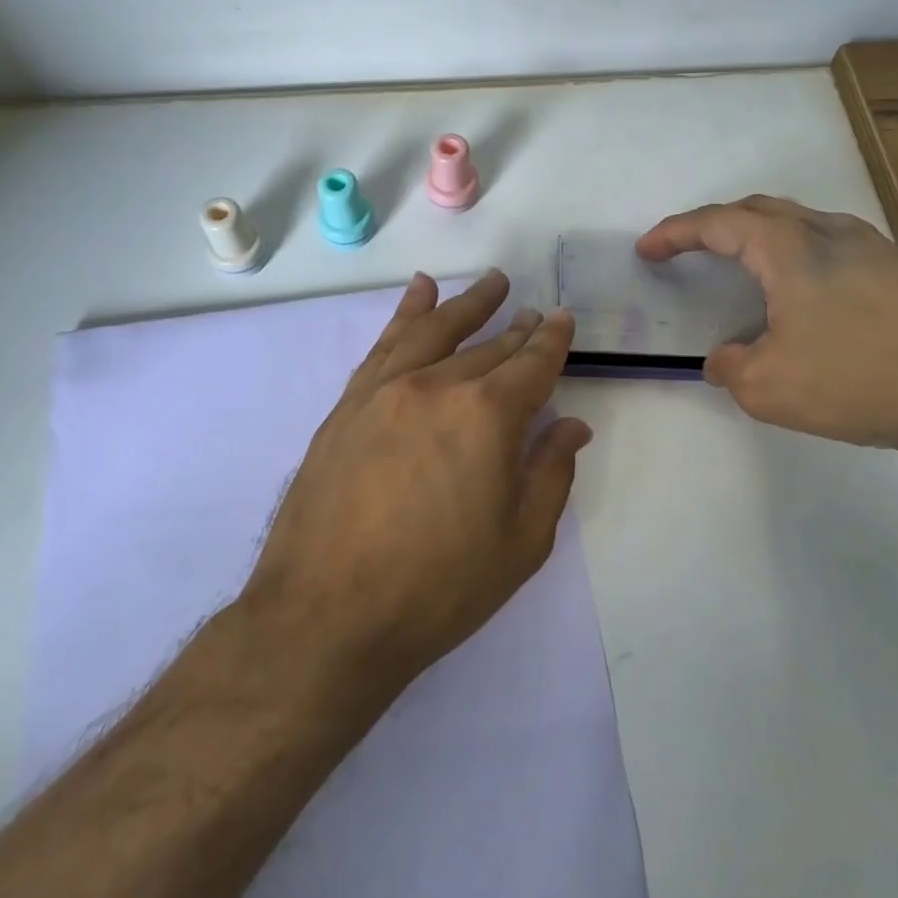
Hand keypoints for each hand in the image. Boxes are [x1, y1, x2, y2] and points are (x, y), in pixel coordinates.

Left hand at [242, 270, 589, 690]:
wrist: (327, 615)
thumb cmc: (439, 587)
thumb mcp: (520, 542)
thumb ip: (550, 473)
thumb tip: (570, 425)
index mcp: (487, 415)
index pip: (531, 363)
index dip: (552, 340)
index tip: (563, 320)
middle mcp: (436, 386)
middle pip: (486, 347)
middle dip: (515, 329)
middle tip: (531, 312)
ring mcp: (385, 391)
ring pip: (434, 331)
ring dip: (465, 305)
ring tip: (489, 283)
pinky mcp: (348, 405)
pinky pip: (384, 345)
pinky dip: (406, 314)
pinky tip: (419, 294)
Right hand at [636, 196, 897, 465]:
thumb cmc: (858, 379)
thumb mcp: (768, 386)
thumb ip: (731, 366)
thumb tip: (723, 359)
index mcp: (790, 247)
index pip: (718, 224)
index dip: (676, 232)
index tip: (647, 249)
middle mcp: (831, 232)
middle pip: (760, 210)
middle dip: (716, 225)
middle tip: (689, 248)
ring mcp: (873, 248)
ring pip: (800, 225)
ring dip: (759, 239)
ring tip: (741, 269)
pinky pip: (829, 248)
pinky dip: (794, 259)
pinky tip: (800, 297)